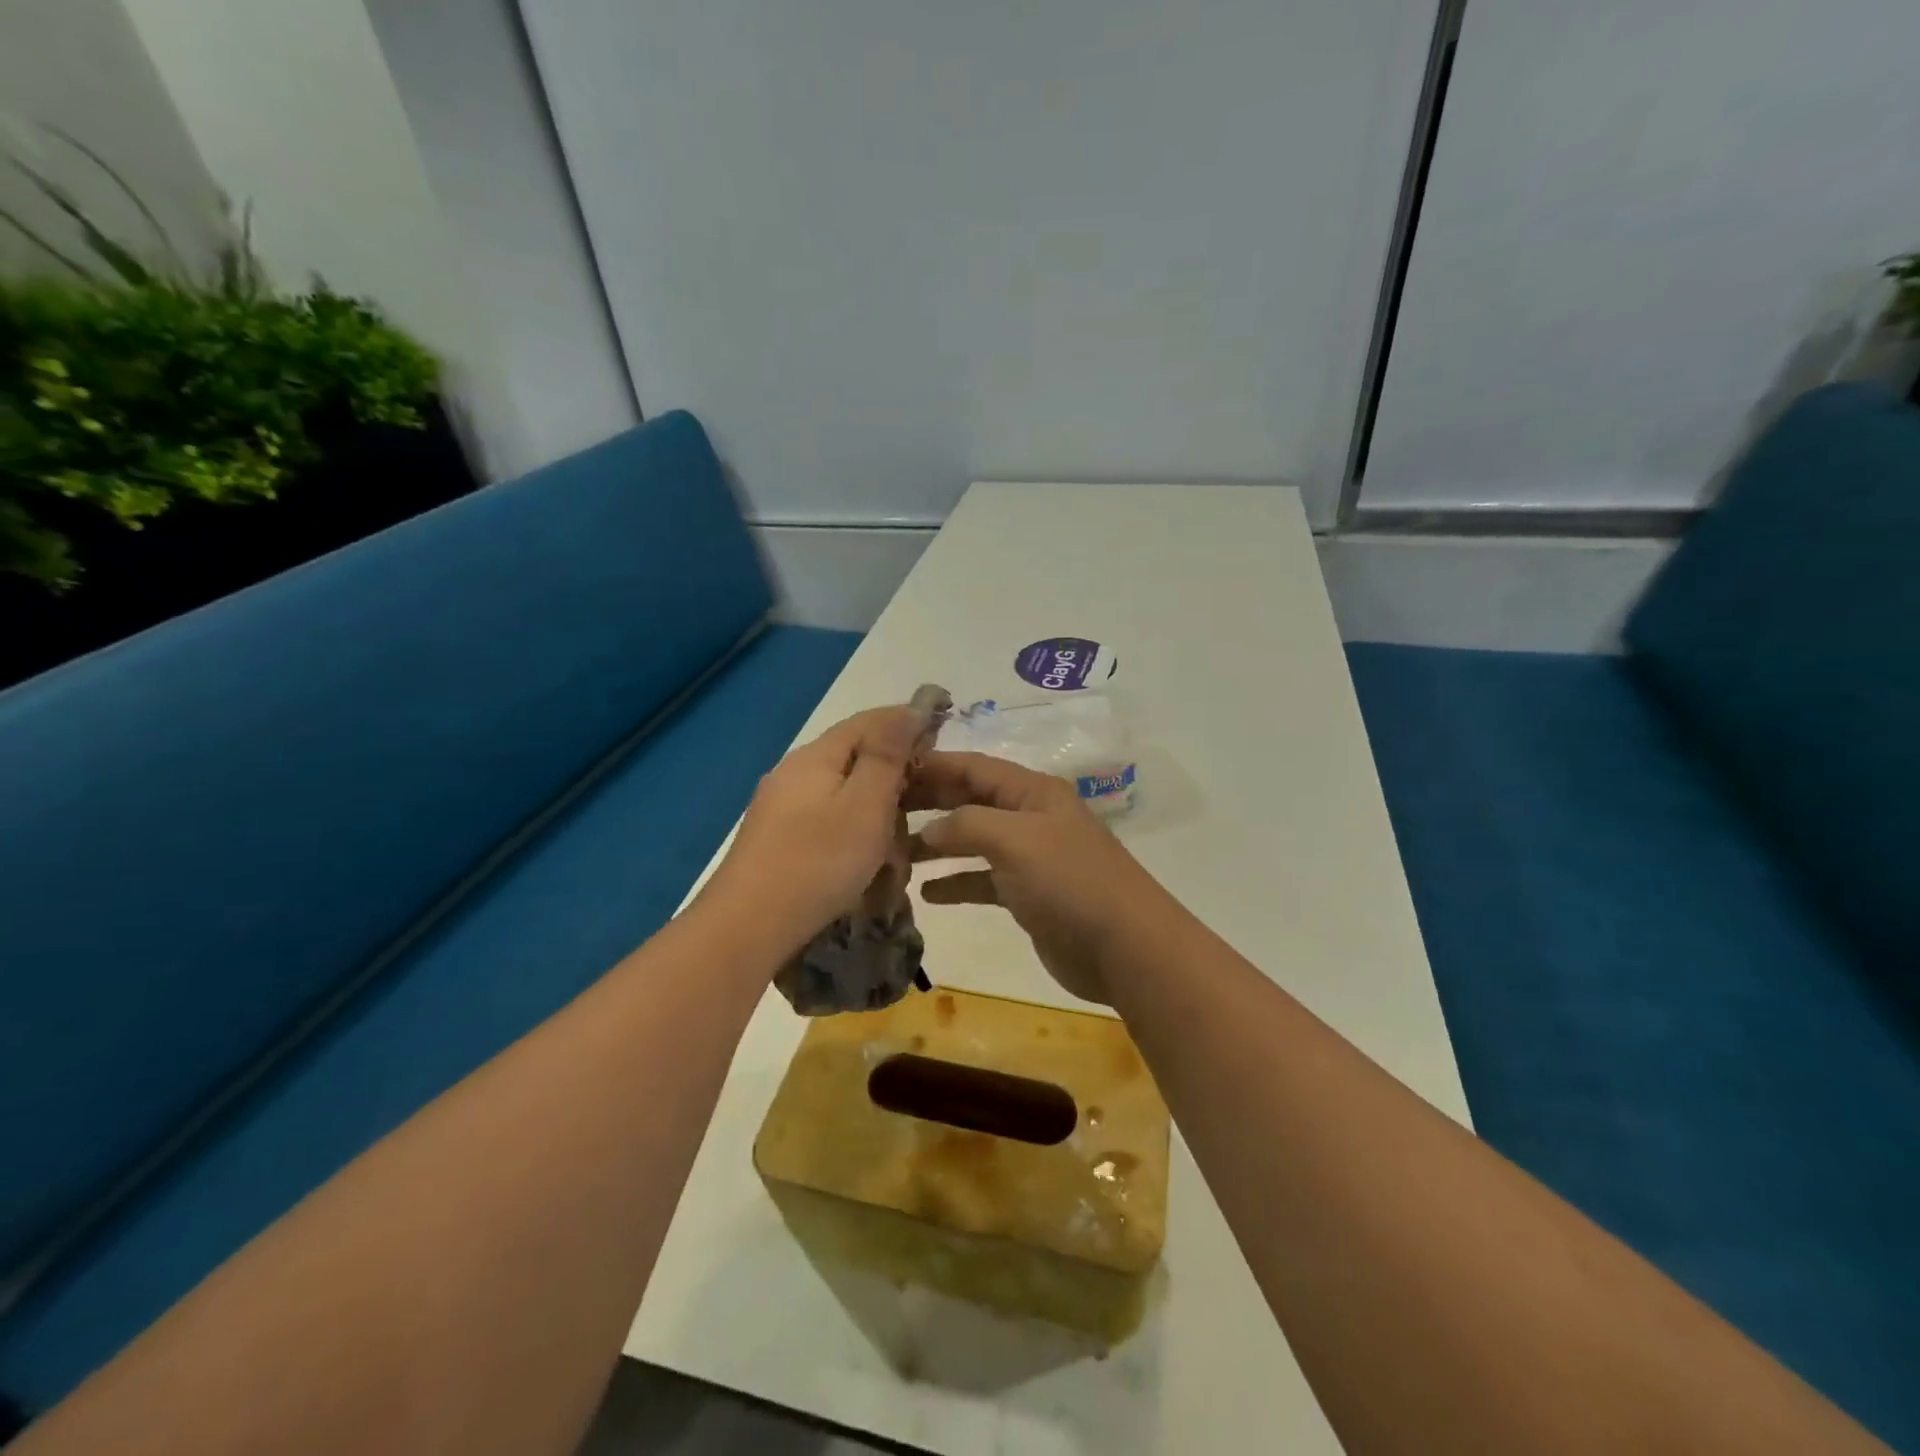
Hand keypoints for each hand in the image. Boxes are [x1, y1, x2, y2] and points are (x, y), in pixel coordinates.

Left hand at [706, 707, 926, 949]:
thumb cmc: (817, 863)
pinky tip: (867, 865)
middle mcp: (795, 773)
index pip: (869, 721)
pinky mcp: (779, 841)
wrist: (746, 929)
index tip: (944, 731)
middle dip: (895, 777)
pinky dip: (856, 836)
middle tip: (927, 803)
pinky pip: (829, 823)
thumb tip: (911, 708)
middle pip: (856, 758)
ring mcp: (782, 808)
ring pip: (845, 796)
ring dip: (877, 814)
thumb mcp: (865, 805)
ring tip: (898, 849)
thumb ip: (888, 755)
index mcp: (816, 757)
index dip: (908, 721)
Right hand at [908, 752, 1179, 1003]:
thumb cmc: (1070, 882)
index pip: (973, 767)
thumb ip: (966, 824)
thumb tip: (927, 831)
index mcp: (1032, 792)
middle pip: (970, 800)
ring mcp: (1029, 856)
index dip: (932, 765)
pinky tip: (926, 893)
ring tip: (893, 852)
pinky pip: (982, 880)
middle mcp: (1029, 817)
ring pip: (973, 841)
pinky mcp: (1027, 894)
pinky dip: (955, 883)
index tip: (887, 771)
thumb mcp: (1016, 840)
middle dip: (928, 803)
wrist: (1125, 948)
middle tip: (880, 812)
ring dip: (936, 845)